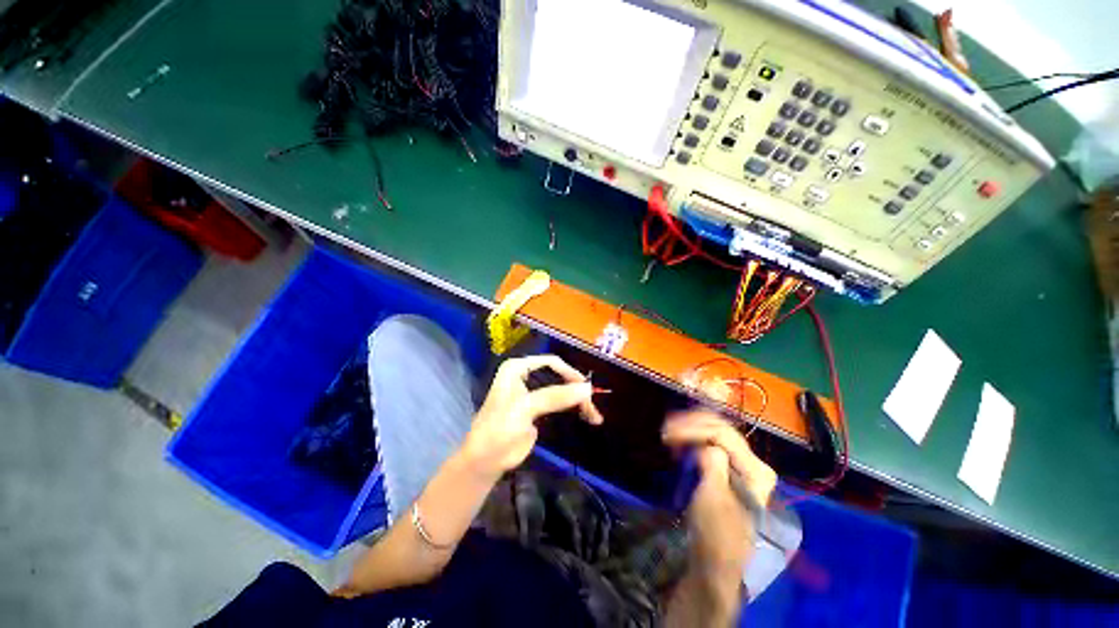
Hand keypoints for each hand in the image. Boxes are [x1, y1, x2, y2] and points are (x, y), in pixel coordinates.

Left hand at [462, 355, 603, 479]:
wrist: (485, 461)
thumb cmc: (499, 428)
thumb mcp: (525, 408)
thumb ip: (555, 397)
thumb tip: (588, 388)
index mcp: (517, 368)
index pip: (550, 362)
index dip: (570, 373)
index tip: (586, 388)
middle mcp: (525, 376)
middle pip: (559, 376)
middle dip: (577, 390)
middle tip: (592, 407)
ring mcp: (532, 392)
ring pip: (562, 390)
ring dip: (578, 402)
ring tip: (594, 417)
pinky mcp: (538, 409)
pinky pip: (560, 403)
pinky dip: (574, 409)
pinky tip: (586, 417)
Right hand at [662, 411, 777, 603]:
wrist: (714, 559)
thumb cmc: (715, 531)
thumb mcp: (713, 497)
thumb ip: (713, 464)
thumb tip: (704, 444)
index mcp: (756, 470)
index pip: (722, 434)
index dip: (694, 429)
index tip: (669, 433)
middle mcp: (752, 463)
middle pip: (720, 429)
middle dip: (692, 425)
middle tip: (666, 429)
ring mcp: (740, 465)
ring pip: (714, 433)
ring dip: (691, 430)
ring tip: (670, 435)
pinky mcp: (727, 470)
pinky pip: (710, 444)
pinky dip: (693, 440)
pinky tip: (679, 444)